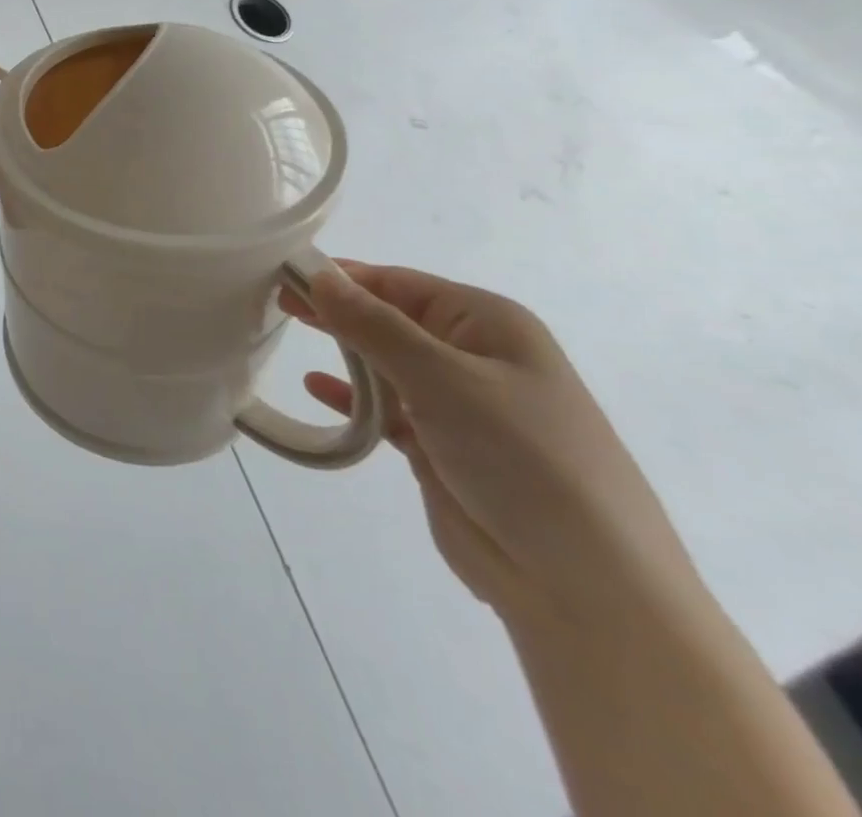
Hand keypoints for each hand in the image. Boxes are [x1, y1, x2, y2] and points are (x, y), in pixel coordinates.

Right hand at [283, 263, 703, 628]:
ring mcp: (460, 404)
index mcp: (488, 323)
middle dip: (336, 309)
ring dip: (342, 351)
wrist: (586, 587)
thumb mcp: (443, 379)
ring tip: (285, 334)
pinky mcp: (442, 448)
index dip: (341, 277)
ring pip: (386, 363)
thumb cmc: (522, 458)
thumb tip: (321, 275)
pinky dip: (352, 398)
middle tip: (274, 301)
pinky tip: (316, 389)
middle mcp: (474, 355)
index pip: (398, 283)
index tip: (281, 274)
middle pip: (389, 318)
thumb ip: (374, 326)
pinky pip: (386, 409)